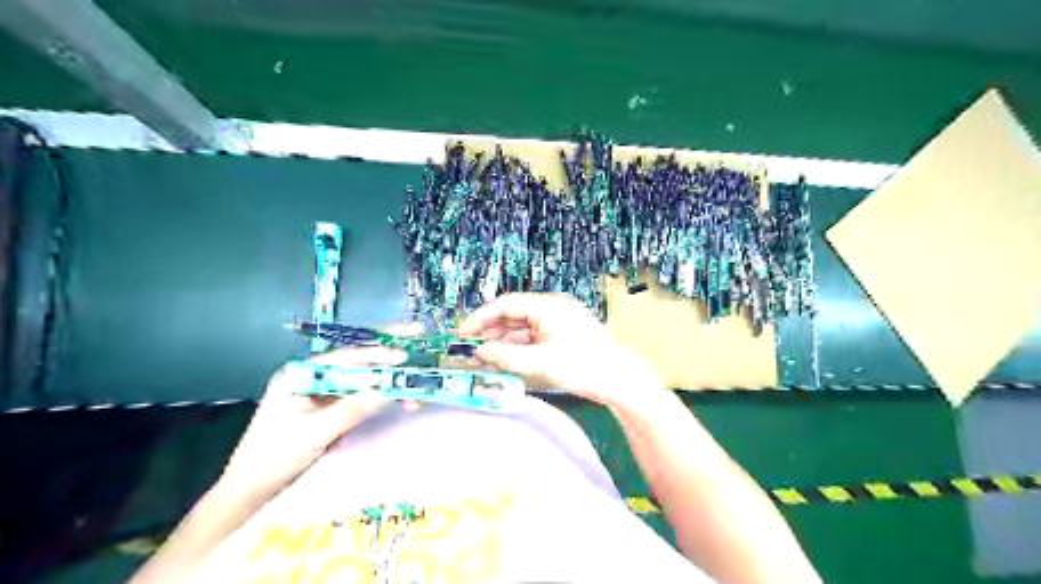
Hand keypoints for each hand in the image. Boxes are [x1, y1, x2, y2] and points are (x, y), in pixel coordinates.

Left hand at [217, 324, 416, 500]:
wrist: (250, 490)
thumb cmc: (274, 458)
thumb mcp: (314, 432)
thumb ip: (351, 409)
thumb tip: (388, 390)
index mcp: (300, 373)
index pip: (344, 357)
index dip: (376, 354)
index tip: (402, 356)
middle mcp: (313, 375)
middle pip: (356, 355)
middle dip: (388, 346)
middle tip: (418, 333)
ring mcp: (323, 390)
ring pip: (363, 374)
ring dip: (389, 376)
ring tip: (417, 380)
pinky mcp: (331, 405)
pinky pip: (361, 392)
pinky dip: (381, 393)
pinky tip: (400, 396)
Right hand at [460, 293, 661, 406]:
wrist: (619, 380)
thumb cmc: (582, 367)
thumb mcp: (540, 362)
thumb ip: (506, 356)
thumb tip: (479, 351)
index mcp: (547, 306)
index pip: (506, 304)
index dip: (481, 317)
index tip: (462, 332)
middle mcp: (551, 309)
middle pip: (512, 315)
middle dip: (489, 331)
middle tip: (467, 348)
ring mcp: (557, 323)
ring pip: (520, 328)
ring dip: (501, 342)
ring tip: (480, 358)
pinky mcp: (560, 337)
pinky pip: (531, 338)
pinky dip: (516, 348)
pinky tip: (502, 360)